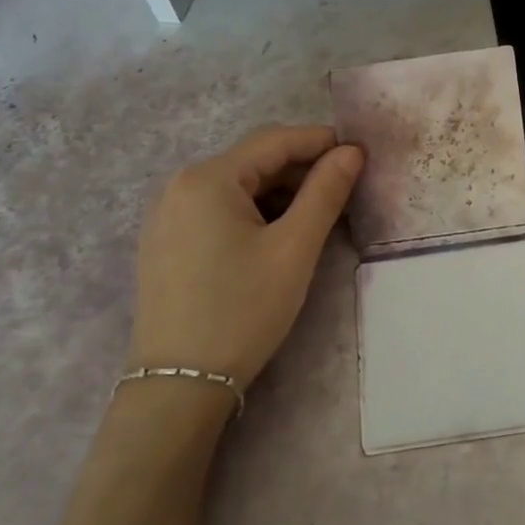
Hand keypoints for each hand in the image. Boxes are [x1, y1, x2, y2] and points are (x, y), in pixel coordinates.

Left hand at [128, 125, 363, 389]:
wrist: (180, 384)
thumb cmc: (243, 309)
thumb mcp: (294, 249)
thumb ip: (325, 192)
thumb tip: (351, 152)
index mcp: (207, 178)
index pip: (274, 140)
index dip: (320, 141)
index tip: (359, 153)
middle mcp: (179, 186)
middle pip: (253, 161)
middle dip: (301, 169)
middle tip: (345, 189)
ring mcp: (167, 215)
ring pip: (236, 187)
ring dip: (279, 193)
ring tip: (318, 215)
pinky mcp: (165, 243)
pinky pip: (217, 210)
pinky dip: (254, 212)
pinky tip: (278, 235)